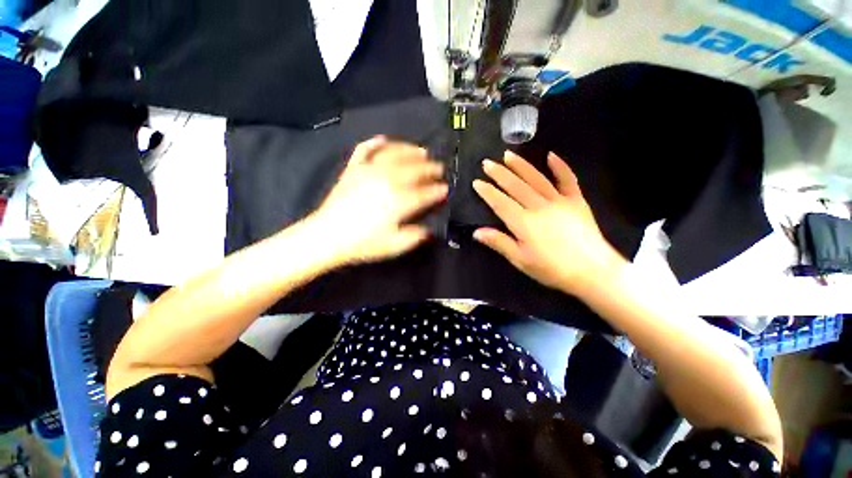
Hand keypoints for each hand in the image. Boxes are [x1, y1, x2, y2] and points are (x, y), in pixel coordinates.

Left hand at [308, 137, 447, 264]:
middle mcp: (387, 181)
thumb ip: (416, 236)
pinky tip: (383, 139)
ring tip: (422, 151)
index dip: (437, 191)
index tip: (445, 189)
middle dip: (430, 169)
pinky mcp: (353, 169)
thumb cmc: (363, 243)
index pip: (425, 193)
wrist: (328, 236)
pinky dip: (375, 143)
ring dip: (411, 151)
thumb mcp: (394, 246)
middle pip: (414, 170)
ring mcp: (369, 171)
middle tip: (439, 168)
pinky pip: (365, 150)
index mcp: (399, 201)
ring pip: (395, 155)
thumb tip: (429, 229)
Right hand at [472, 151, 627, 295]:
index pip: (500, 202)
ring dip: (521, 165)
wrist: (592, 271)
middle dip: (499, 174)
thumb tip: (476, 232)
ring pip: (536, 178)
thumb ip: (499, 242)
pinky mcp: (576, 201)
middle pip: (515, 186)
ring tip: (508, 154)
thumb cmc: (552, 268)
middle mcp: (538, 206)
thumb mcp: (520, 260)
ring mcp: (559, 201)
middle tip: (487, 163)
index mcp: (523, 222)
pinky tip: (551, 155)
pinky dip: (559, 167)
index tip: (477, 182)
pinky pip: (567, 179)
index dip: (487, 192)